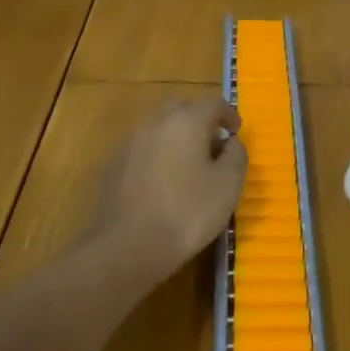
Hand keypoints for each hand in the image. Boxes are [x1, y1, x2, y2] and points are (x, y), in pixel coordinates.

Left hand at [93, 97, 246, 276]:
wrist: (127, 247)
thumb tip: (232, 142)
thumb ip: (236, 155)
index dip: (229, 115)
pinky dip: (157, 152)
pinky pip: (143, 147)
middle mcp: (156, 121)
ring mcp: (131, 141)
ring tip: (188, 162)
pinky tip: (162, 179)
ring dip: (176, 135)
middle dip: (200, 119)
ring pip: (159, 126)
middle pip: (182, 107)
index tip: (236, 133)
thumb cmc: (187, 212)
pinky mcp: (113, 164)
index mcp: (186, 120)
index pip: (213, 103)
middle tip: (212, 143)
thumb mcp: (228, 185)